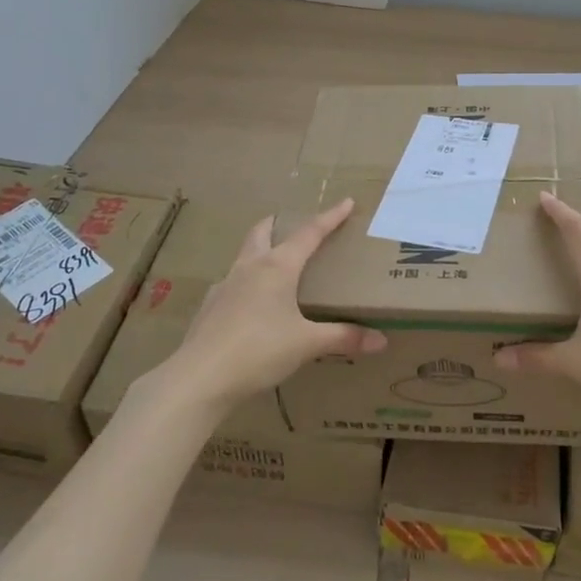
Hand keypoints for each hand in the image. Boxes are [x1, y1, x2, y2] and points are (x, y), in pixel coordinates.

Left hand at [166, 199, 386, 406]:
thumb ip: (344, 338)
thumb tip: (381, 340)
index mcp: (277, 267)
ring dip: (262, 250)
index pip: (309, 233)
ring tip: (278, 266)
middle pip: (264, 231)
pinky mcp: (210, 306)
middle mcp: (249, 267)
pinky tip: (253, 305)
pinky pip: (232, 284)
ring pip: (245, 255)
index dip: (330, 217)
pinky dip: (247, 283)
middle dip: (281, 223)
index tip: (346, 202)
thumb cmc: (259, 351)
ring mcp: (225, 285)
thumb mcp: (307, 344)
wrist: (200, 378)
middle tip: (297, 226)